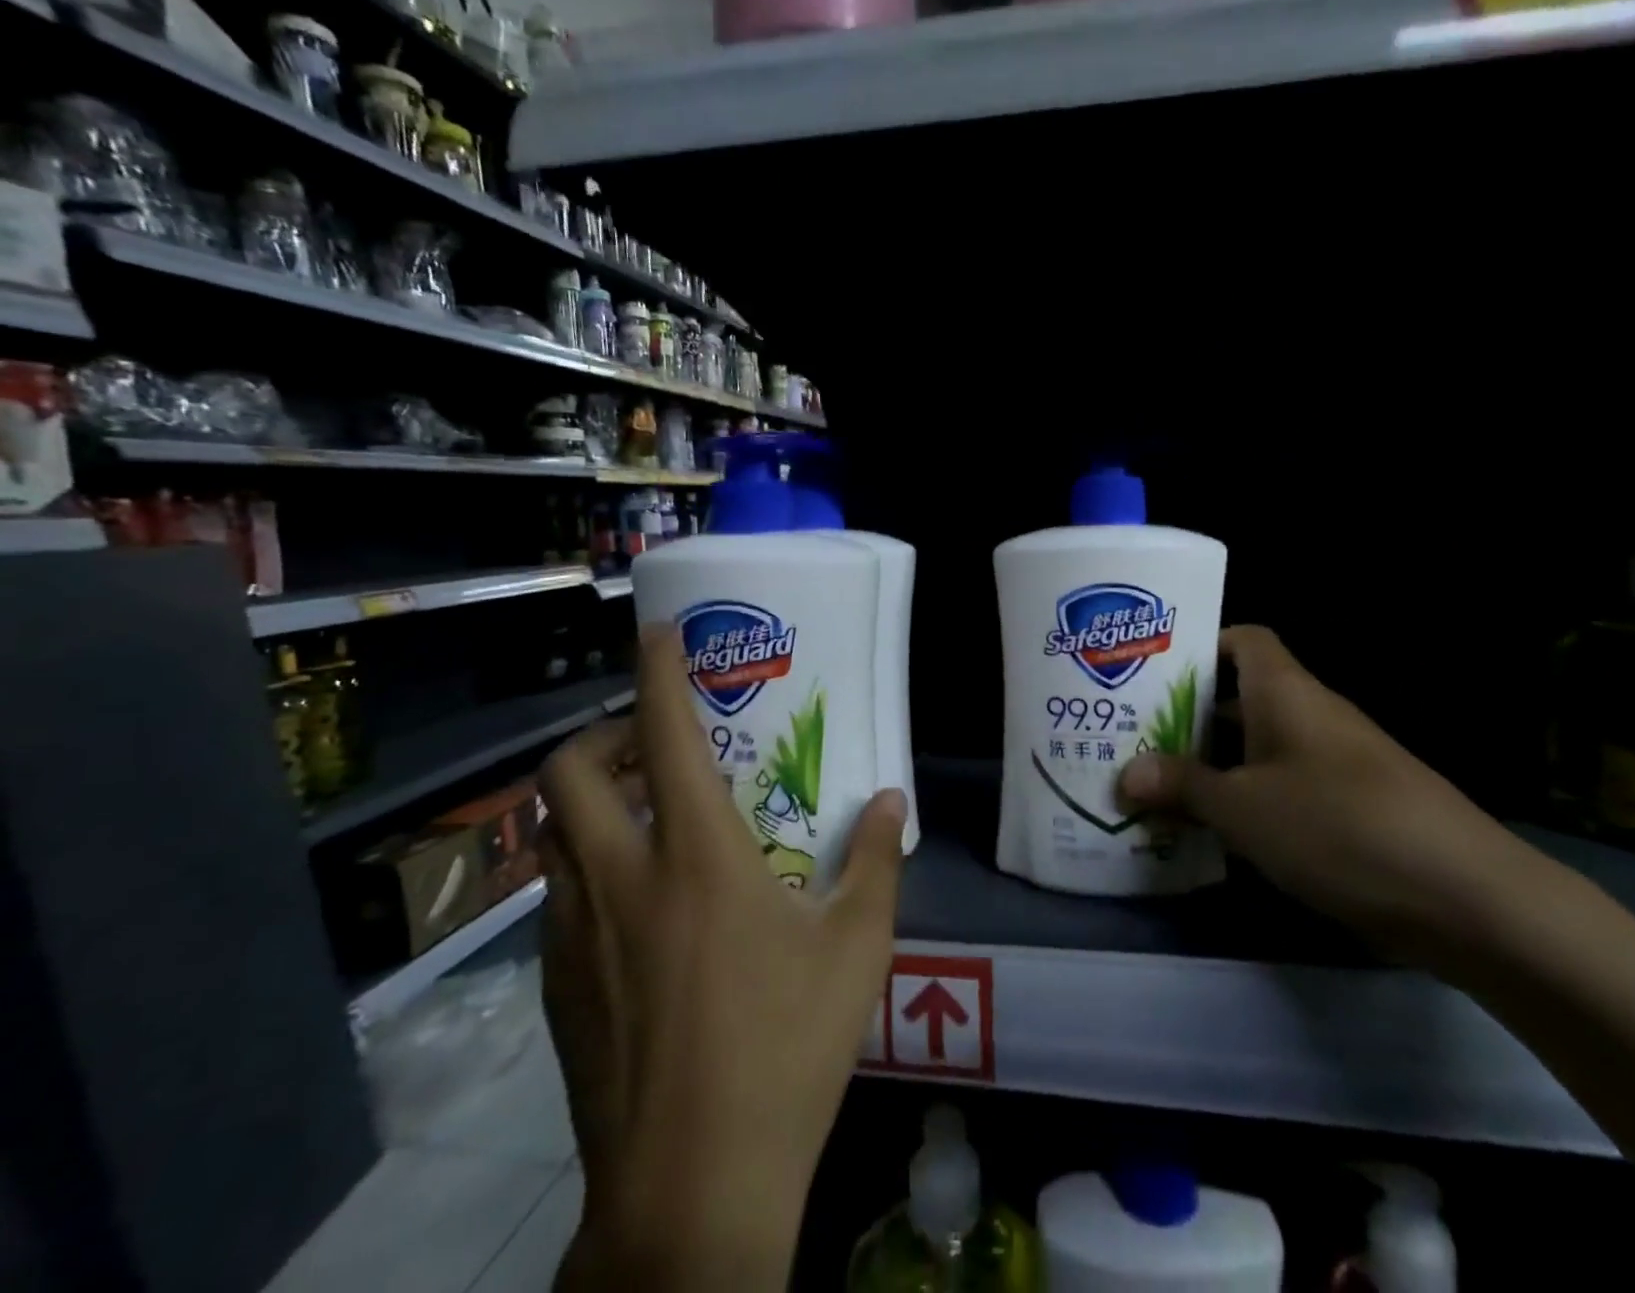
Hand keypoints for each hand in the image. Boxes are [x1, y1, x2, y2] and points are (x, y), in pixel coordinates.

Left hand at [536, 623, 907, 1292]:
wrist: (691, 1190)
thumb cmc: (784, 1050)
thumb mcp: (856, 947)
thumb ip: (874, 860)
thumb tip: (894, 799)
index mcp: (694, 857)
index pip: (661, 736)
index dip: (657, 672)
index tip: (659, 633)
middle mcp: (619, 880)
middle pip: (564, 775)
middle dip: (600, 737)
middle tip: (650, 748)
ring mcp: (574, 937)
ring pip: (551, 837)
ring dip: (588, 805)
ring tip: (644, 819)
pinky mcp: (555, 988)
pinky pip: (556, 897)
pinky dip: (585, 870)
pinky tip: (636, 909)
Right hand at [1119, 625, 1522, 962]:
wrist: (1465, 897)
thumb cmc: (1337, 824)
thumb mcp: (1242, 807)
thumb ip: (1182, 786)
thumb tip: (1125, 775)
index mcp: (1285, 692)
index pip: (1242, 639)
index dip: (1198, 645)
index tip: (1150, 671)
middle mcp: (1310, 715)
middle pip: (1240, 697)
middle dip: (1187, 715)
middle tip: (1131, 734)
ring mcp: (1334, 763)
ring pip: (1258, 748)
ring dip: (1213, 764)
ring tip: (1155, 783)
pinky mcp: (1349, 808)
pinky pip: (1282, 787)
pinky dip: (1246, 800)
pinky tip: (1211, 830)